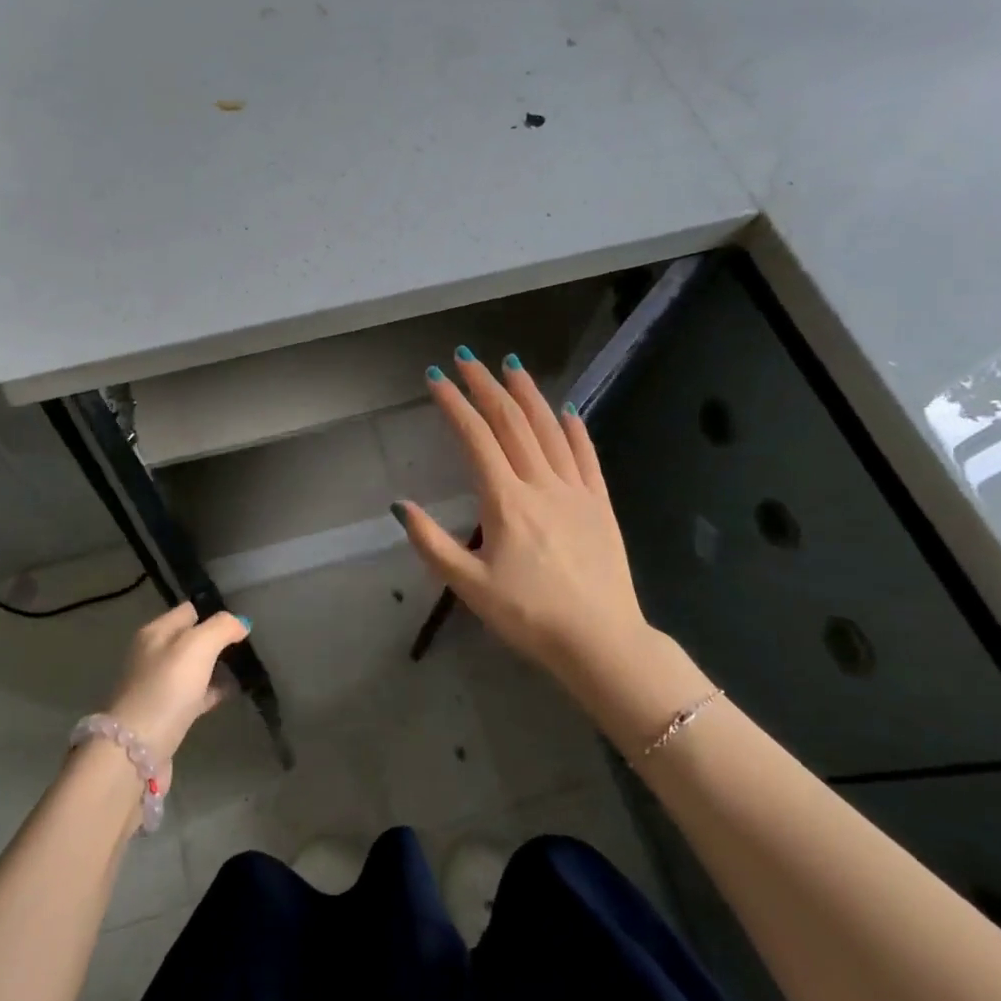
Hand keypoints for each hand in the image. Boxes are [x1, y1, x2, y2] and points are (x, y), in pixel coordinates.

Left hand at [103, 604, 249, 785]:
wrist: (136, 750)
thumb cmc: (167, 687)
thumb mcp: (197, 646)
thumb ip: (221, 627)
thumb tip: (240, 623)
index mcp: (155, 632)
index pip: (189, 610)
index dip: (214, 612)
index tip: (241, 622)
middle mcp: (152, 655)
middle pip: (190, 639)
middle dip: (217, 641)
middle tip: (247, 646)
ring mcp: (157, 686)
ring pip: (192, 668)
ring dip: (215, 667)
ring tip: (244, 668)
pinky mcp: (164, 714)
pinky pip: (193, 694)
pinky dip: (210, 691)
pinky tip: (230, 694)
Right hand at [394, 350, 651, 685]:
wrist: (601, 642)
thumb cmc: (529, 617)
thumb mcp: (469, 587)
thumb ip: (431, 543)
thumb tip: (399, 505)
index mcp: (506, 501)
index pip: (475, 437)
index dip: (453, 403)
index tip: (436, 377)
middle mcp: (541, 484)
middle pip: (511, 422)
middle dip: (486, 386)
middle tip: (467, 358)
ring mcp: (576, 491)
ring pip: (549, 429)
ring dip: (528, 394)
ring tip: (511, 365)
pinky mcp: (600, 505)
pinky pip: (587, 457)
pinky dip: (574, 429)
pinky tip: (567, 410)